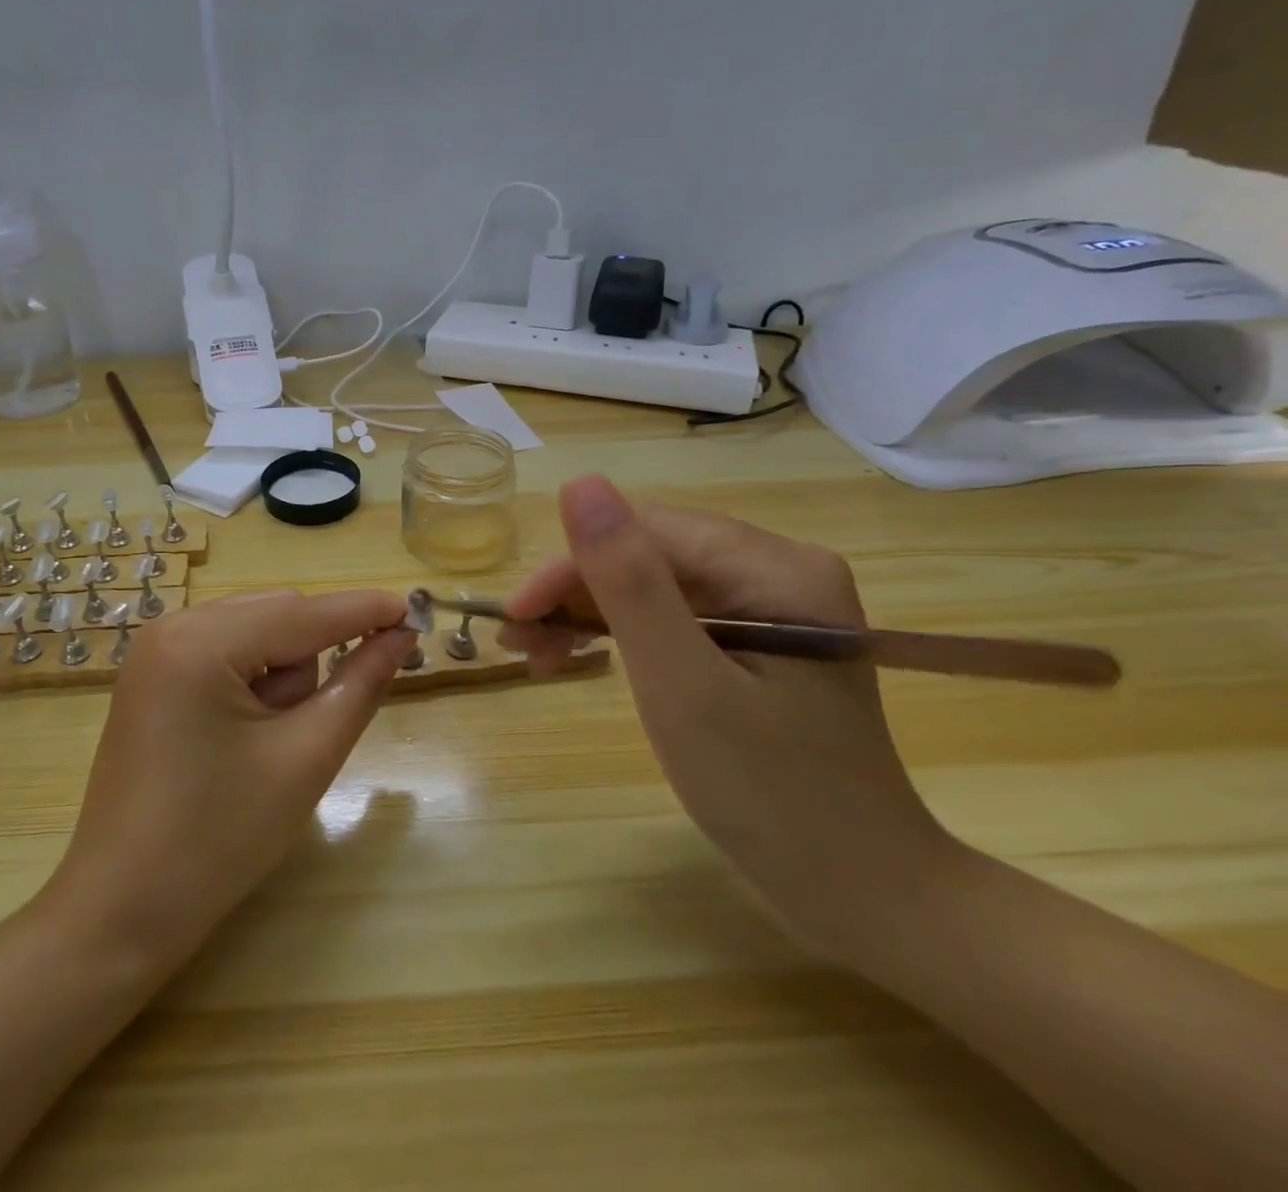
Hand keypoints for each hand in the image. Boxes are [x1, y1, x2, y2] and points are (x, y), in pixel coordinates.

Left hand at [44, 589, 413, 965]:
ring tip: (265, 744)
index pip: (303, 612)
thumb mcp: (305, 758)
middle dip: (310, 659)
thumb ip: (360, 684)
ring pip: (256, 630)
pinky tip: (242, 735)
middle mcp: (172, 626)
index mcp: (202, 642)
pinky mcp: (153, 672)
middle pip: (277, 614)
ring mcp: (156, 648)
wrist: (122, 910)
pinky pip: (226, 649)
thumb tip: (400, 634)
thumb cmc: (219, 840)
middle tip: (306, 729)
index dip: (364, 610)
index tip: (417, 607)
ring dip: (282, 673)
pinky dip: (254, 677)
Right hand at [501, 475, 957, 949]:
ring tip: (538, 656)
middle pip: (648, 554)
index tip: (514, 616)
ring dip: (589, 614)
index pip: (646, 532)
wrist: (862, 892)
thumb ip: (629, 582)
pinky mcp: (759, 638)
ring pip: (652, 582)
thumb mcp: (682, 686)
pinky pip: (672, 614)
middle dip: (575, 594)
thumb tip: (579, 484)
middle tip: (518, 643)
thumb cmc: (770, 796)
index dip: (570, 566)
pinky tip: (582, 656)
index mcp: (776, 568)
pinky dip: (621, 635)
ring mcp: (771, 603)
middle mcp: (778, 569)